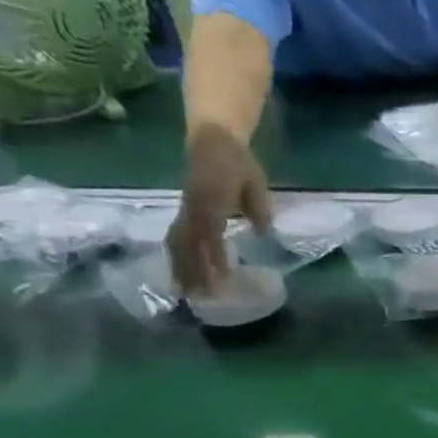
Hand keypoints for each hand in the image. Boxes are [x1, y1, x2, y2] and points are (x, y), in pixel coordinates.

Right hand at [170, 123, 270, 294]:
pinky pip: (174, 237)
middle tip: (204, 298)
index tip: (223, 279)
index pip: (212, 235)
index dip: (216, 258)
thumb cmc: (238, 163)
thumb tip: (262, 233)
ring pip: (178, 243)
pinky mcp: (183, 211)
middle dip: (195, 272)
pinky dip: (174, 256)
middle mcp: (194, 208)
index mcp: (212, 202)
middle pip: (189, 245)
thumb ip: (260, 208)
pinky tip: (177, 273)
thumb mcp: (256, 184)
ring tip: (185, 292)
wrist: (212, 140)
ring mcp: (185, 210)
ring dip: (181, 269)